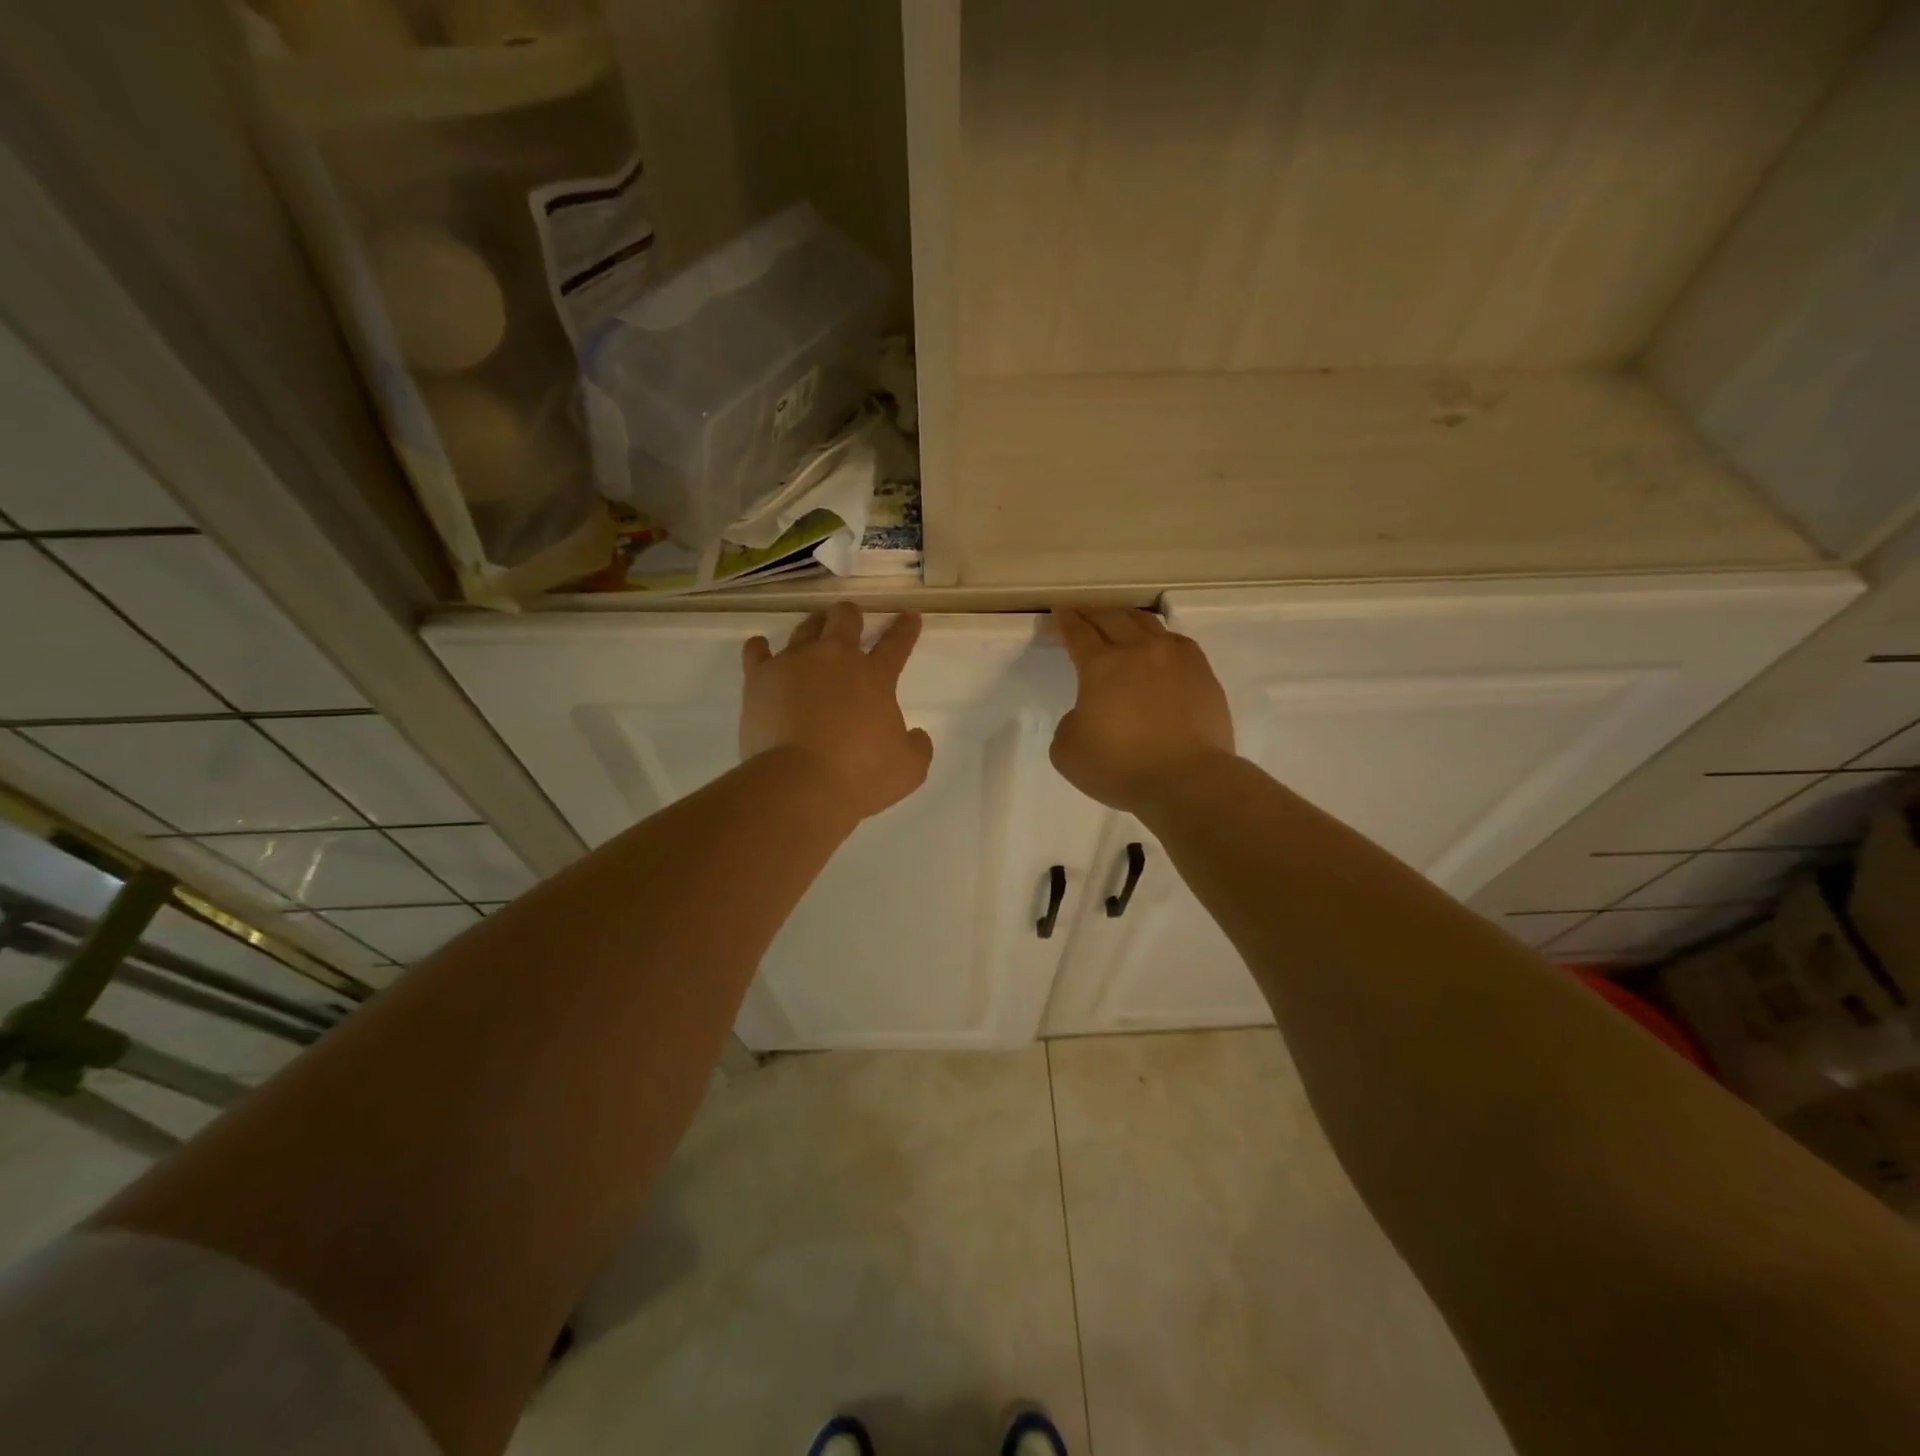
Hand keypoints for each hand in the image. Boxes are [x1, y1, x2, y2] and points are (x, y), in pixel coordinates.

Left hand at [741, 603, 933, 820]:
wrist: (798, 784)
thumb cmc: (860, 776)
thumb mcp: (909, 769)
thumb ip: (918, 746)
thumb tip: (917, 735)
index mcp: (875, 677)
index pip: (896, 643)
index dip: (905, 628)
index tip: (909, 616)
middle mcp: (835, 659)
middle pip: (845, 619)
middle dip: (851, 615)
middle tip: (851, 618)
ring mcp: (794, 663)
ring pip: (805, 628)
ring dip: (814, 626)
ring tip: (814, 631)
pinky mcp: (760, 677)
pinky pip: (757, 650)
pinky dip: (761, 647)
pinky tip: (762, 648)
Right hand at [1050, 608, 1234, 813]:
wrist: (1187, 780)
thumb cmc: (1120, 767)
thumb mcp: (1067, 752)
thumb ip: (1070, 724)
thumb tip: (1088, 714)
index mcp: (1101, 665)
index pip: (1078, 632)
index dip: (1064, 622)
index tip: (1058, 614)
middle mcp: (1138, 650)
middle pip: (1112, 618)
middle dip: (1092, 613)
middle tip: (1083, 614)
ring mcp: (1176, 658)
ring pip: (1147, 623)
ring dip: (1127, 619)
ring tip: (1119, 623)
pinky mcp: (1203, 673)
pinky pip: (1177, 642)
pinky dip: (1159, 639)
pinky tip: (1158, 648)